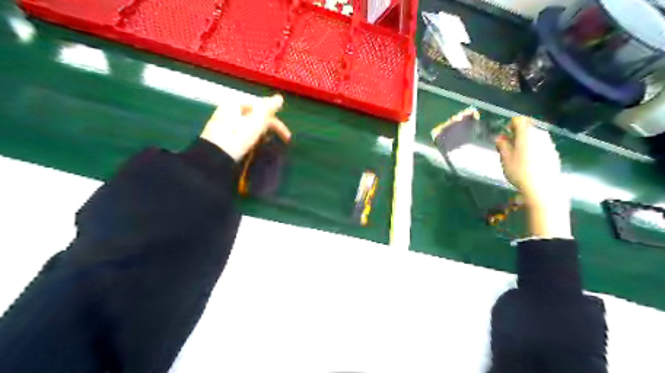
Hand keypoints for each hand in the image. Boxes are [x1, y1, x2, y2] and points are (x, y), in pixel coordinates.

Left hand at [203, 94, 291, 160]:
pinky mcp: (224, 136)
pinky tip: (257, 145)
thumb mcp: (256, 121)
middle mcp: (229, 109)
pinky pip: (243, 133)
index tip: (285, 132)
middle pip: (256, 115)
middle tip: (283, 139)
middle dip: (270, 127)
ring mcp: (225, 123)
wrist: (215, 157)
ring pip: (250, 125)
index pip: (261, 106)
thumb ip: (269, 108)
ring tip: (270, 143)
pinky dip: (253, 138)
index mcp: (235, 103)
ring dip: (263, 133)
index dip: (275, 118)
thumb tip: (280, 97)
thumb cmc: (237, 136)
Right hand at [493, 116, 570, 238]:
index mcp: (526, 133)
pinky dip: (534, 149)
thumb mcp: (505, 159)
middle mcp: (540, 135)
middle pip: (528, 128)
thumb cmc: (520, 172)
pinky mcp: (554, 154)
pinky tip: (529, 162)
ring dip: (526, 142)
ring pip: (535, 137)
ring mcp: (549, 144)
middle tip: (509, 146)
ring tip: (518, 155)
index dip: (510, 125)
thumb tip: (500, 138)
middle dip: (518, 134)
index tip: (504, 136)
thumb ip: (502, 146)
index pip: (518, 120)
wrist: (543, 188)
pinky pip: (542, 146)